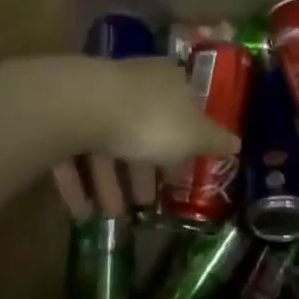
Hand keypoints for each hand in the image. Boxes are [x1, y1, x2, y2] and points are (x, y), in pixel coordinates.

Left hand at [50, 57, 239, 218]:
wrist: (83, 108)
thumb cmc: (151, 121)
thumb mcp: (194, 135)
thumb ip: (214, 141)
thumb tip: (237, 143)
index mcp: (167, 83)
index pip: (182, 110)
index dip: (183, 144)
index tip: (180, 175)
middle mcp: (131, 86)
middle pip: (141, 132)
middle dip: (142, 172)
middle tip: (145, 204)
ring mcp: (93, 100)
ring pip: (106, 146)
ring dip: (110, 184)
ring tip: (113, 216)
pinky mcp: (61, 117)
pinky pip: (73, 154)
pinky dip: (78, 183)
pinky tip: (82, 212)